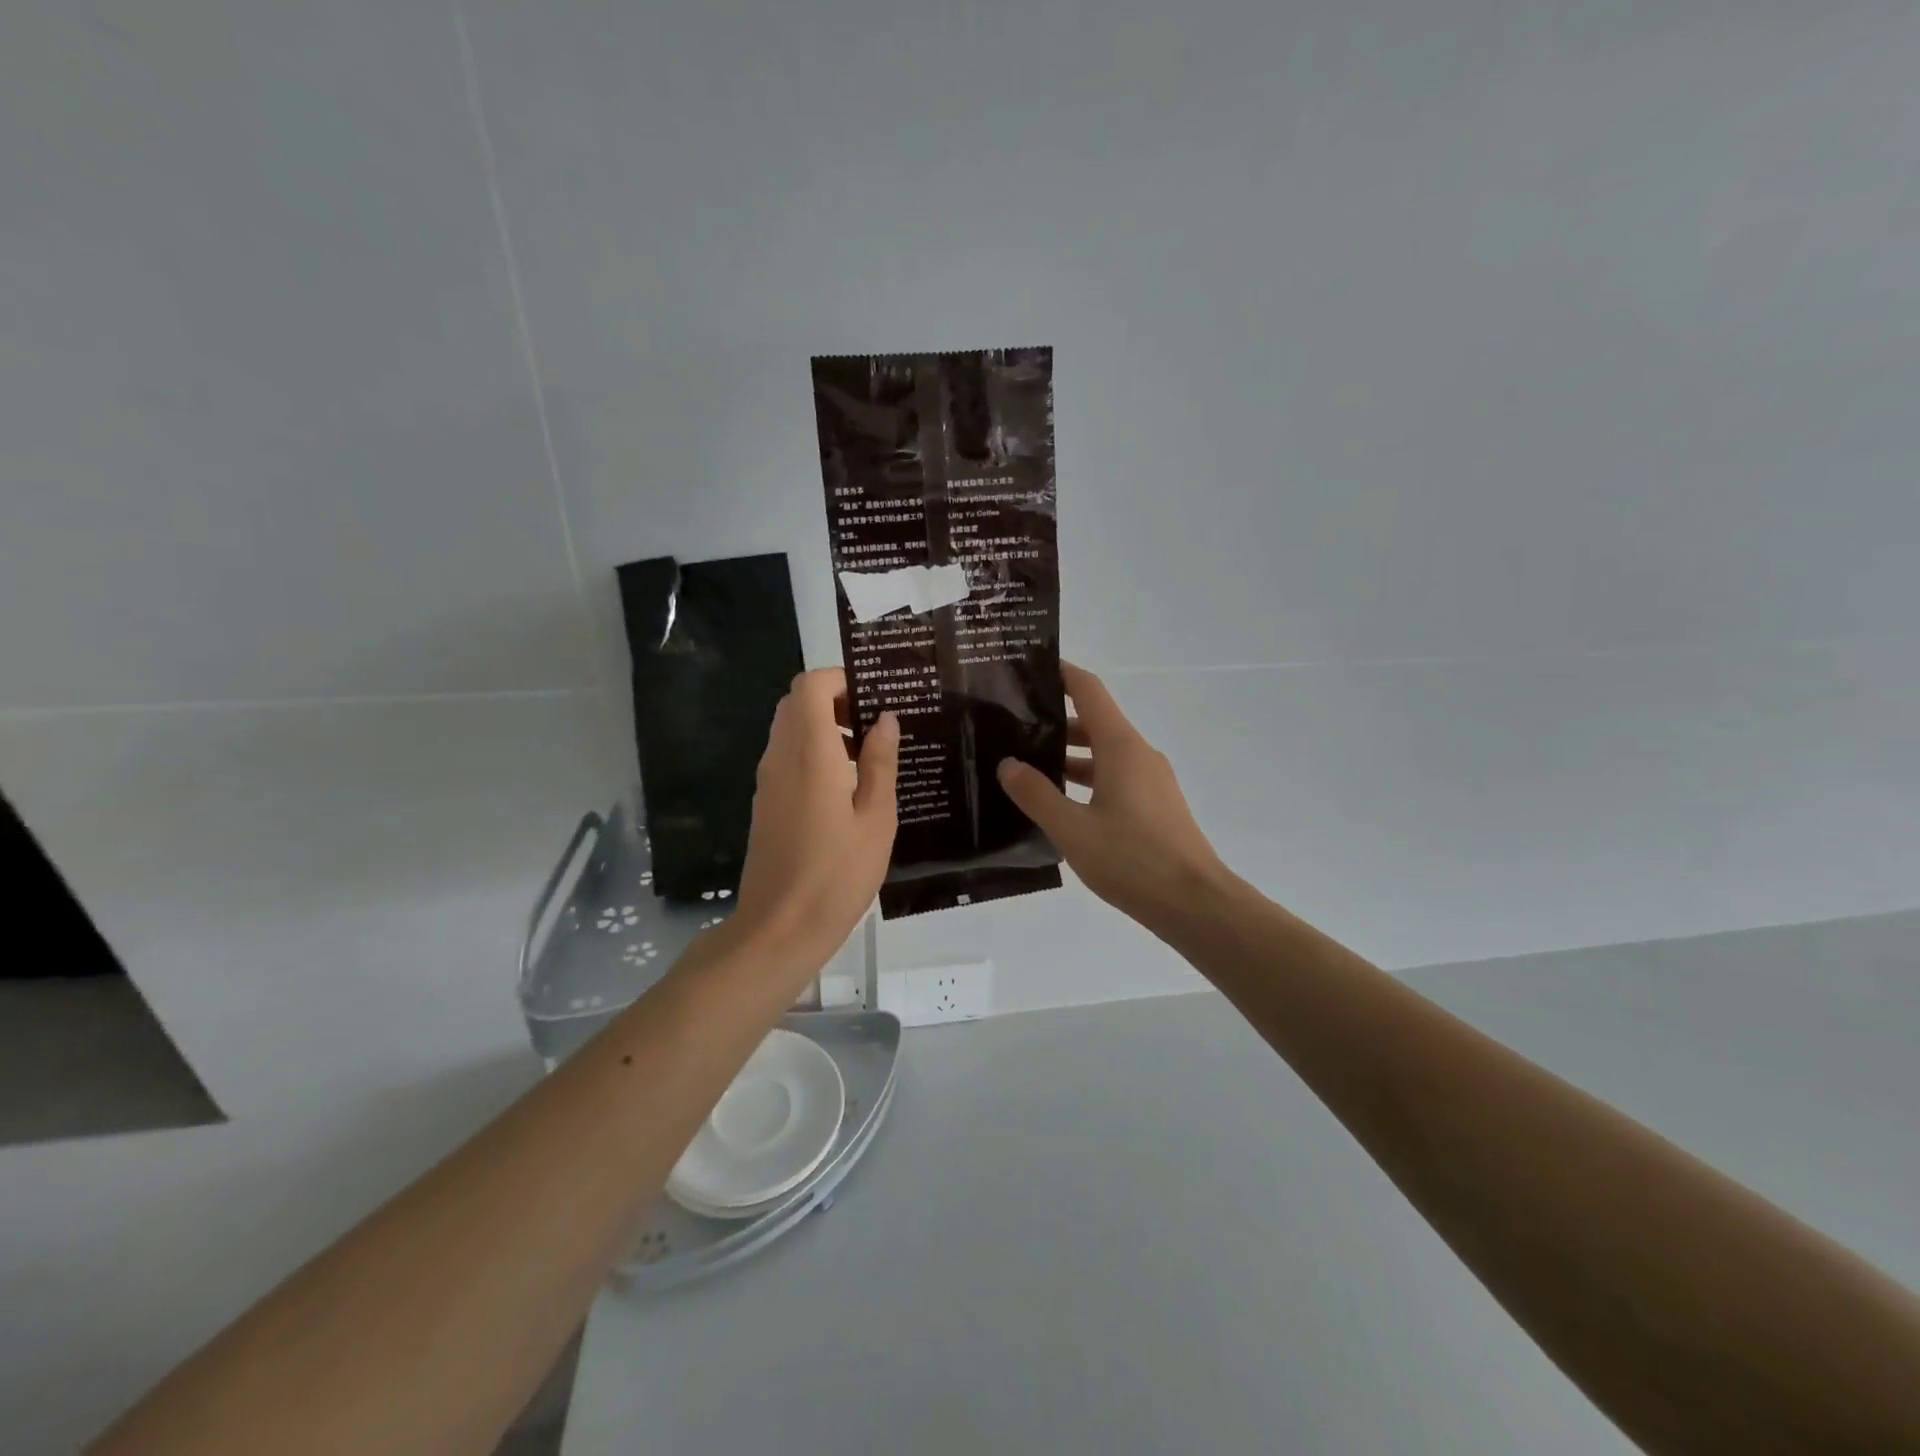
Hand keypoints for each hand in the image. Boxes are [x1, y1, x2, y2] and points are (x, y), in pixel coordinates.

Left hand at [729, 668, 898, 968]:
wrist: (780, 929)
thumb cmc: (837, 874)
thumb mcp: (875, 818)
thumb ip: (879, 762)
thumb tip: (884, 719)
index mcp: (809, 754)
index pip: (810, 686)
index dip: (840, 680)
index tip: (874, 698)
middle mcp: (780, 757)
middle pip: (796, 703)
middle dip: (834, 700)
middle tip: (873, 726)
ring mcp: (766, 781)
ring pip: (789, 729)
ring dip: (823, 727)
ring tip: (866, 757)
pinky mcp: (764, 803)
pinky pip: (785, 757)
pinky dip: (812, 752)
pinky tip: (844, 787)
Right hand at [998, 662, 1224, 933]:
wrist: (1195, 904)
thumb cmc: (1132, 860)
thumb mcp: (1072, 829)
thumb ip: (1036, 795)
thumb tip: (1008, 764)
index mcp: (1121, 747)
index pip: (1089, 691)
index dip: (1061, 674)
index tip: (1029, 670)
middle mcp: (1138, 754)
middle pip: (1094, 722)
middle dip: (1054, 720)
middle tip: (1011, 727)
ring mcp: (1151, 781)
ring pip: (1103, 754)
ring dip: (1068, 755)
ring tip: (1026, 766)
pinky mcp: (1155, 806)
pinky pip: (1114, 778)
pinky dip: (1086, 780)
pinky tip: (1059, 804)